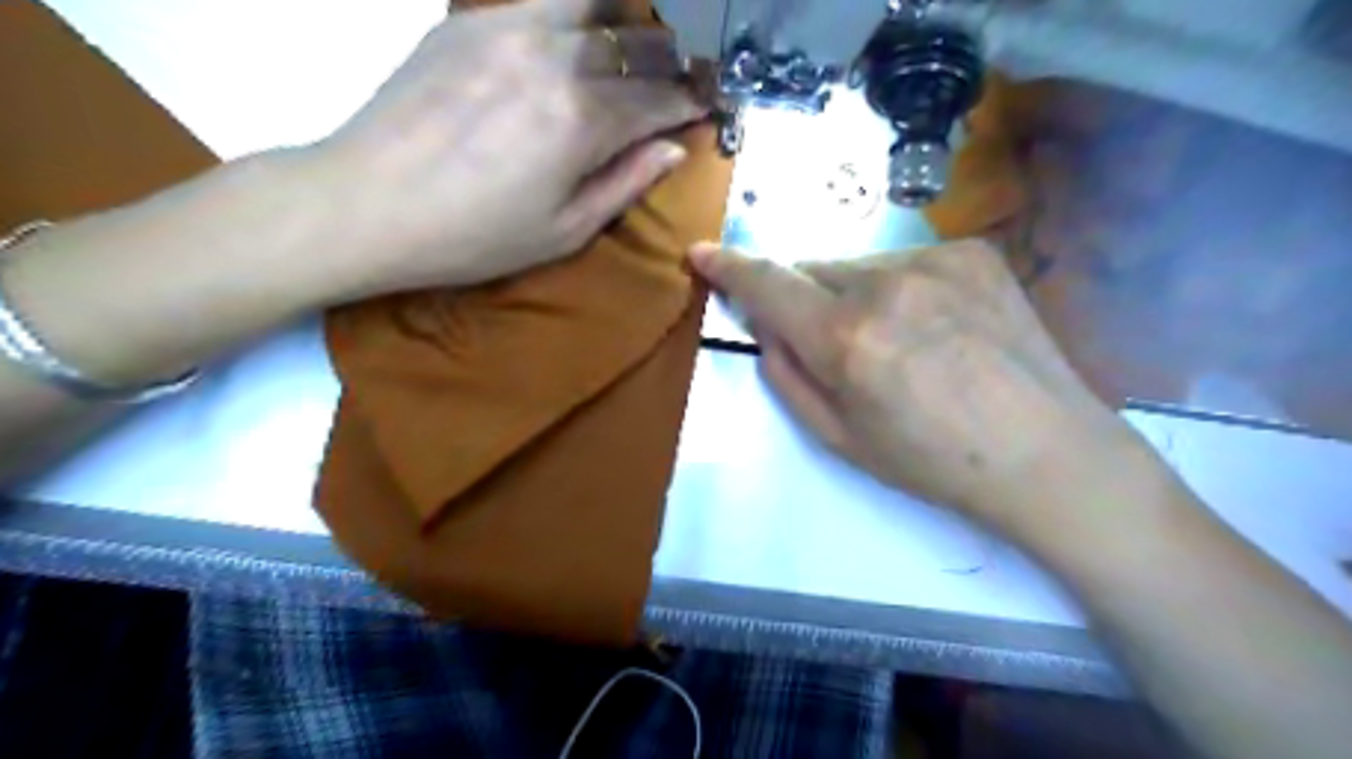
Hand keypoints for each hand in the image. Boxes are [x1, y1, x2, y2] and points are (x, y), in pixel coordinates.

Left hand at [311, 1, 703, 302]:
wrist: (369, 203)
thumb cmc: (475, 236)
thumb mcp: (564, 230)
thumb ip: (625, 183)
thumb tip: (674, 149)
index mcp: (583, 119)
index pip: (658, 98)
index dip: (690, 100)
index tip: (708, 103)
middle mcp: (555, 58)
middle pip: (634, 43)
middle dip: (669, 60)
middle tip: (682, 75)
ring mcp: (508, 27)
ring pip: (591, 5)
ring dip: (625, 23)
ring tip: (635, 42)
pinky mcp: (470, 20)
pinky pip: (539, 1)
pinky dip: (574, 13)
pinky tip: (578, 32)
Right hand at [697, 239, 1148, 535]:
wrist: (1047, 452)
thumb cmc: (933, 461)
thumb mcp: (839, 438)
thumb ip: (787, 376)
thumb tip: (767, 327)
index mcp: (847, 339)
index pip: (768, 285)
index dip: (729, 267)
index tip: (702, 253)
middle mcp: (886, 284)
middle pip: (813, 270)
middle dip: (804, 299)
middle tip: (831, 344)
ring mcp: (936, 260)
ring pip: (859, 266)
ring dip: (853, 294)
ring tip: (896, 343)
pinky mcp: (973, 253)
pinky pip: (906, 263)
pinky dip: (899, 288)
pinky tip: (934, 328)